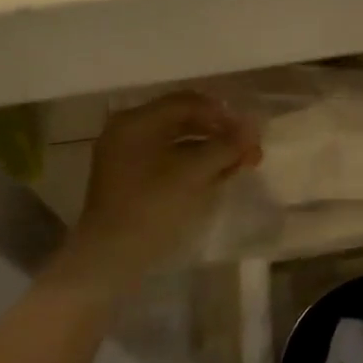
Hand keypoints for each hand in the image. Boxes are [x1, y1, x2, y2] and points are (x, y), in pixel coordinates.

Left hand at [65, 91, 260, 288]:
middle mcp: (129, 132)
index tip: (249, 132)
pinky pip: (169, 160)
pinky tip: (218, 176)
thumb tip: (253, 128)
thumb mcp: (195, 172)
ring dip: (211, 149)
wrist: (110, 260)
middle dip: (220, 133)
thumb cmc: (152, 207)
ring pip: (179, 142)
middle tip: (248, 149)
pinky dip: (195, 164)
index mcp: (137, 122)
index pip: (188, 102)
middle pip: (184, 120)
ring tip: (240, 164)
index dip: (223, 114)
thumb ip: (226, 145)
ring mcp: (127, 157)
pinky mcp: (132, 181)